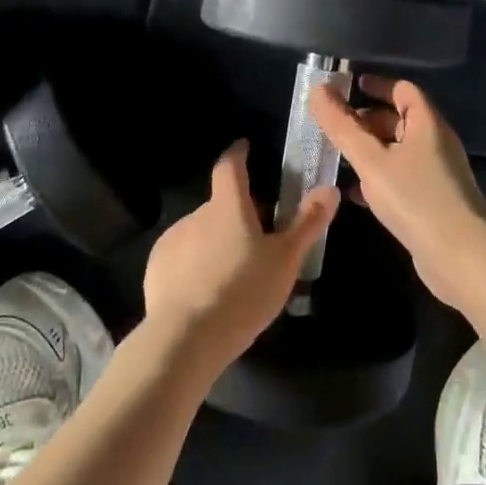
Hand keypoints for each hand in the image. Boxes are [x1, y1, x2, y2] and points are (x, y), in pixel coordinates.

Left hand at [142, 140, 338, 373]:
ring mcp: (172, 239)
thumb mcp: (285, 260)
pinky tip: (205, 292)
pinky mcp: (156, 267)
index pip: (230, 165)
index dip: (238, 154)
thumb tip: (329, 188)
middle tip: (258, 239)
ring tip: (232, 273)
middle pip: (220, 204)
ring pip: (200, 232)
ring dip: (215, 241)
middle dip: (237, 214)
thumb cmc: (243, 291)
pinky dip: (194, 264)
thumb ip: (307, 222)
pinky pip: (181, 256)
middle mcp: (196, 214)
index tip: (244, 147)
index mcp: (228, 205)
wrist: (186, 337)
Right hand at [308, 75, 485, 313]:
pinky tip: (355, 194)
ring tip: (338, 156)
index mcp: (427, 124)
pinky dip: (379, 179)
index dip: (376, 85)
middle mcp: (436, 144)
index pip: (403, 90)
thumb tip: (317, 89)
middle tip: (335, 125)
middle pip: (401, 120)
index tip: (348, 87)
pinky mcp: (434, 203)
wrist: (463, 258)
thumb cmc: (416, 199)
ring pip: (399, 152)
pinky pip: (402, 179)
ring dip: (371, 151)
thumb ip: (342, 126)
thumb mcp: (371, 160)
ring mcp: (437, 175)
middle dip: (367, 119)